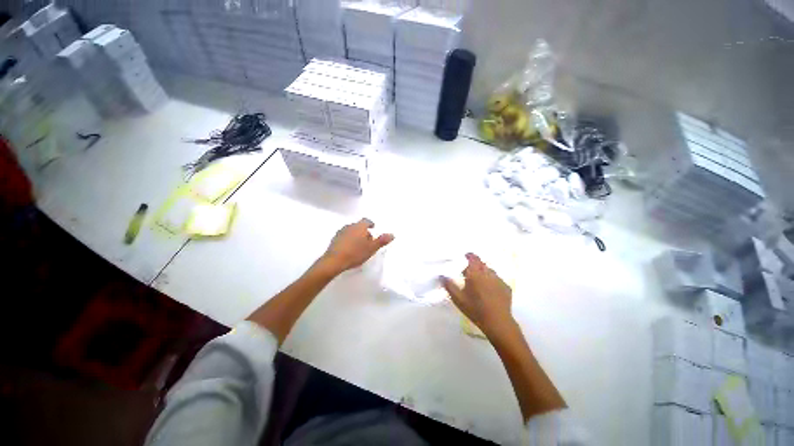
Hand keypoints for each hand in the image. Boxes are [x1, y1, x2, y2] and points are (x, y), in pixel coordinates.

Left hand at [320, 218, 393, 274]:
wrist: (334, 261)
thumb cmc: (355, 253)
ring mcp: (340, 232)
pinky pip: (344, 237)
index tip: (373, 228)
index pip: (366, 221)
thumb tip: (392, 234)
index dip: (370, 224)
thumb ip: (382, 241)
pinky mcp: (334, 239)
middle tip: (368, 240)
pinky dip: (348, 240)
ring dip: (356, 235)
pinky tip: (349, 249)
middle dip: (364, 231)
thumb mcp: (372, 248)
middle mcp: (350, 226)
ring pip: (351, 231)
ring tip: (359, 246)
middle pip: (359, 226)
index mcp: (360, 226)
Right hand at [441, 253, 514, 338]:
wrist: (498, 323)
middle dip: (475, 265)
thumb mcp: (458, 299)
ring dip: (484, 273)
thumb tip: (441, 275)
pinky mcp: (506, 287)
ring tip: (479, 282)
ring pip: (490, 271)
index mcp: (475, 274)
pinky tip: (490, 291)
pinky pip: (497, 280)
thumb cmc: (475, 309)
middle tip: (469, 272)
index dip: (469, 256)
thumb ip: (449, 285)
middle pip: (481, 264)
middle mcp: (488, 273)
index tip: (465, 257)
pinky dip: (492, 281)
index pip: (473, 258)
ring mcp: (499, 280)